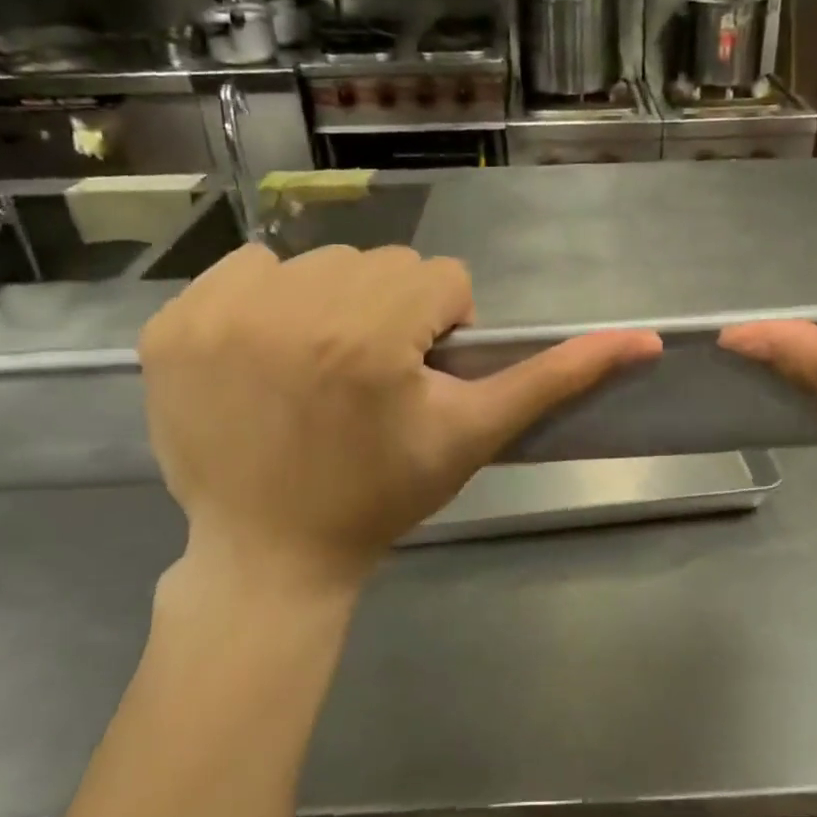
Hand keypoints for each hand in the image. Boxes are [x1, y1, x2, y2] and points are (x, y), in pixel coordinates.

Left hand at [139, 243, 661, 594]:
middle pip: (381, 266)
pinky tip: (266, 358)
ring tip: (319, 371)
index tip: (415, 381)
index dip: (440, 332)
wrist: (271, 555)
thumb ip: (556, 379)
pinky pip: (245, 268)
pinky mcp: (171, 325)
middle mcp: (293, 308)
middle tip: (369, 382)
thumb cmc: (382, 497)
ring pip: (317, 261)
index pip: (442, 281)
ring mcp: (221, 314)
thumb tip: (645, 341)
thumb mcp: (474, 435)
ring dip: (331, 304)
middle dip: (390, 315)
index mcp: (372, 336)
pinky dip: (266, 301)